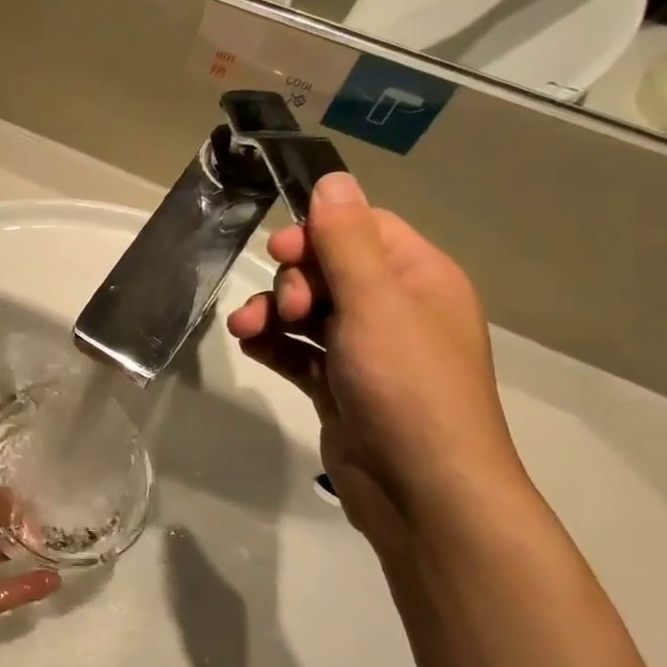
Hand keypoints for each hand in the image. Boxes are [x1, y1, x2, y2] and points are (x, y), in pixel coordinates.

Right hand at [225, 173, 528, 551]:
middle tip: (287, 309)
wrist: (420, 489)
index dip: (317, 232)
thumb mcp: (375, 302)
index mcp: (418, 278)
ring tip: (247, 332)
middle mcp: (395, 309)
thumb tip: (333, 177)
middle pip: (328, 269)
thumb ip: (346, 240)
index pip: (361, 228)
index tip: (283, 251)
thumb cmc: (406, 384)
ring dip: (271, 313)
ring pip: (307, 311)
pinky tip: (252, 348)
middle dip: (292, 281)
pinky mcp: (340, 386)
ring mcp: (366, 351)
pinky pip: (299, 351)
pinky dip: (274, 345)